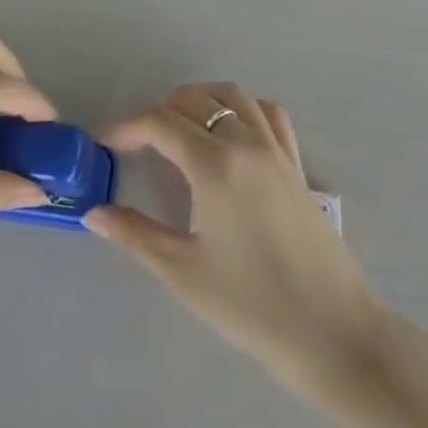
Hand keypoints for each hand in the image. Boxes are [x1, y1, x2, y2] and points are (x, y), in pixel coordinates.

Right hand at [86, 84, 383, 395]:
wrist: (332, 331)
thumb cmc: (251, 306)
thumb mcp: (184, 272)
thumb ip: (135, 235)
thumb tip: (94, 213)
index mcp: (214, 165)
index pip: (160, 123)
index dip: (127, 127)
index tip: (106, 144)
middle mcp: (244, 142)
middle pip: (194, 100)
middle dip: (159, 113)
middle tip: (138, 144)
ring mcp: (275, 148)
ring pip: (232, 96)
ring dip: (199, 101)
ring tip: (179, 129)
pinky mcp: (295, 163)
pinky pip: (267, 113)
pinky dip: (242, 108)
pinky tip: (231, 133)